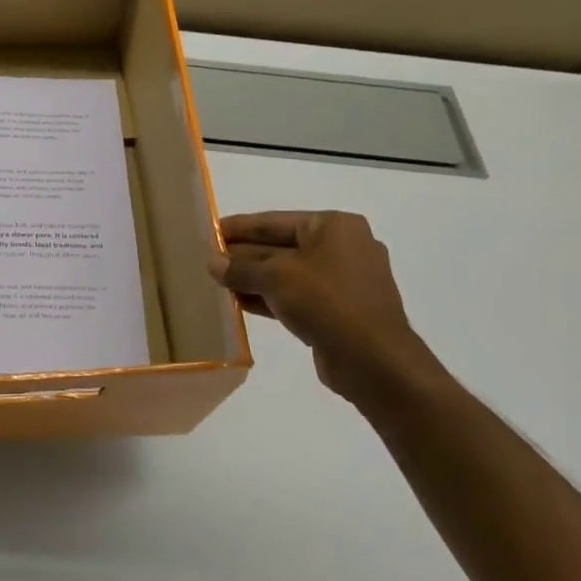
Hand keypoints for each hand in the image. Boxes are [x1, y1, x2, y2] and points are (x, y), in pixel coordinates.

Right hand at [208, 211, 445, 404]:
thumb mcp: (275, 278)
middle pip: (279, 246)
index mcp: (333, 226)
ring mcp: (342, 280)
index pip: (273, 221)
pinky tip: (240, 303)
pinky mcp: (339, 309)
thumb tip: (211, 262)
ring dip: (253, 279)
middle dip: (243, 255)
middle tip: (207, 261)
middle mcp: (341, 247)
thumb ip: (239, 268)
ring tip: (217, 283)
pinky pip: (296, 295)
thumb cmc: (326, 302)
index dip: (238, 227)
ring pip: (286, 273)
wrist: (373, 359)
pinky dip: (269, 297)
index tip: (208, 232)